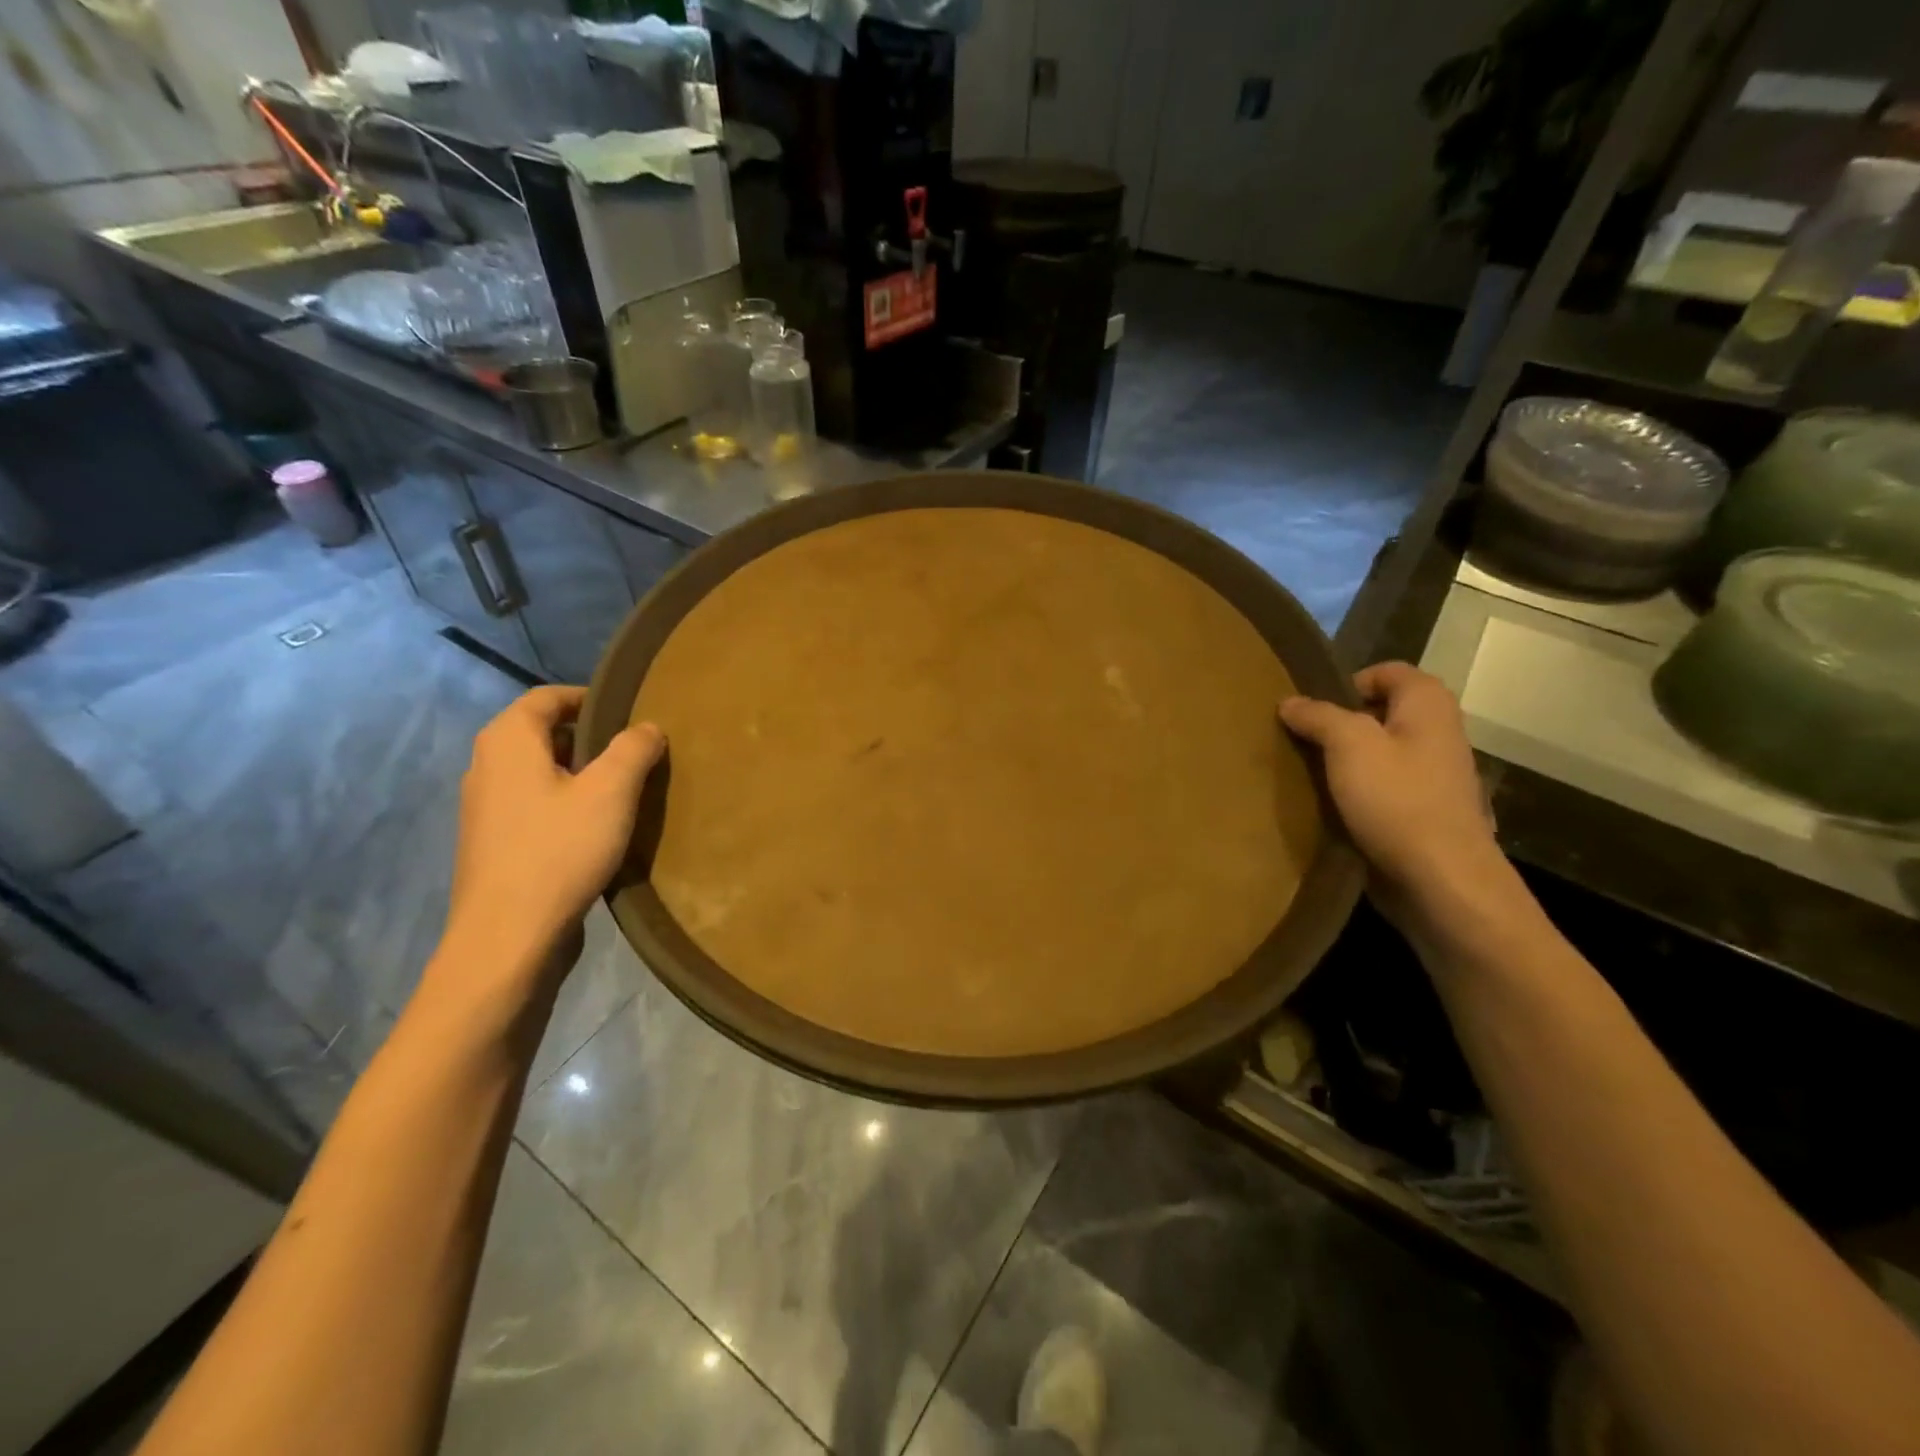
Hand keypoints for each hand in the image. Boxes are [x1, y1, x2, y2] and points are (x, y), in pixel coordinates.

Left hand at [441, 686, 664, 994]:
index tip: (631, 712)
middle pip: (542, 733)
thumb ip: (633, 749)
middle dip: (589, 736)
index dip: (590, 697)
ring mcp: (485, 808)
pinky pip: (534, 804)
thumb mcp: (610, 792)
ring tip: (623, 789)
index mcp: (508, 741)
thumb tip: (648, 726)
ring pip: (539, 771)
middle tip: (635, 751)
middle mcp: (486, 766)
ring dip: (580, 772)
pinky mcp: (494, 843)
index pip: (547, 697)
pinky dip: (565, 802)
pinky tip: (597, 828)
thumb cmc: (559, 851)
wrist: (507, 937)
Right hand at [1280, 663, 1504, 915]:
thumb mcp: (1348, 745)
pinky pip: (1382, 788)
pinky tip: (1329, 806)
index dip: (1347, 682)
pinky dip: (1356, 791)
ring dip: (1344, 761)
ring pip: (1379, 753)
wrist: (1441, 879)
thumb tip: (1290, 702)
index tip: (1311, 709)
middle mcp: (1437, 733)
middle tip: (1300, 740)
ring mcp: (1433, 776)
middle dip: (1339, 723)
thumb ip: (1318, 716)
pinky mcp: (1421, 812)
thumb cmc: (1397, 800)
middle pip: (1380, 713)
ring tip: (1307, 773)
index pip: (1387, 671)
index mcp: (1428, 705)